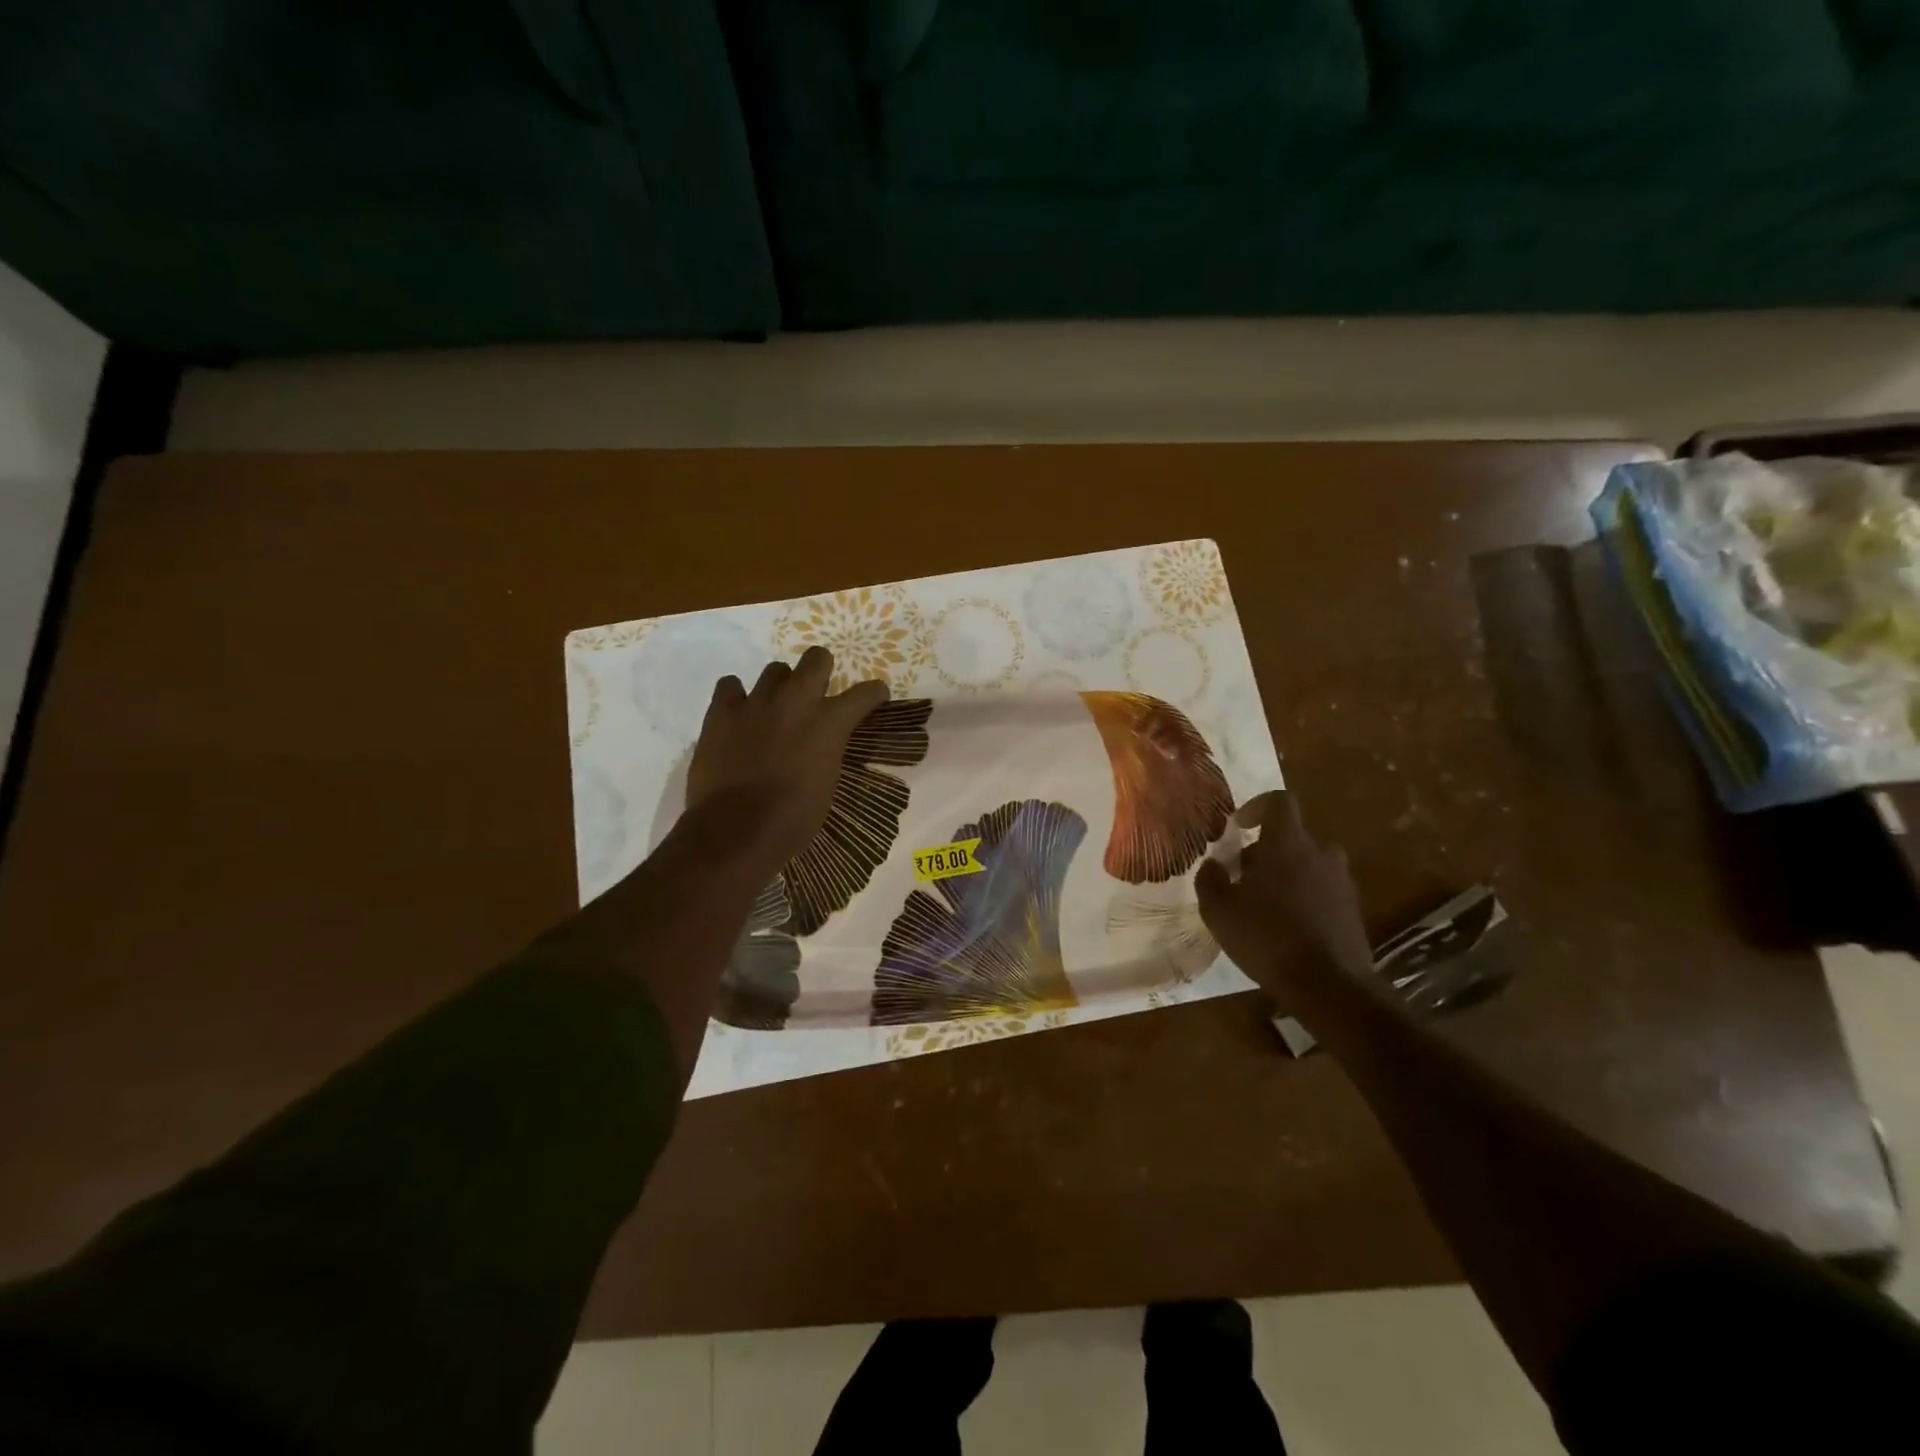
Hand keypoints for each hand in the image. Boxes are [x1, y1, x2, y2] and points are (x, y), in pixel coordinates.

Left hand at [686, 646, 888, 876]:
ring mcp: (756, 702)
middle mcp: (796, 701)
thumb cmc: (793, 819)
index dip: (873, 693)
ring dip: (780, 686)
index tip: (874, 697)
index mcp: (830, 722)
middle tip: (818, 692)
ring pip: (774, 670)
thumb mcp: (827, 783)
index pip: (865, 692)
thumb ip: (828, 751)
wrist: (736, 831)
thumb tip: (821, 745)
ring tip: (774, 708)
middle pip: (816, 658)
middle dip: (821, 670)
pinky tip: (738, 713)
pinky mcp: (721, 712)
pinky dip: (736, 696)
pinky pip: (730, 685)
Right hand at [1195, 791, 1373, 994]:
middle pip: (1290, 836)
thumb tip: (1213, 865)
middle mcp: (1320, 853)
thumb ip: (1210, 879)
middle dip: (1264, 850)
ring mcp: (1341, 880)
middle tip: (1241, 877)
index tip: (1239, 825)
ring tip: (1263, 904)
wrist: (1329, 985)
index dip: (1256, 806)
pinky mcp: (1352, 908)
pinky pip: (1322, 888)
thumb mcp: (1218, 910)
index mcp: (1287, 843)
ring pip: (1307, 863)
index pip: (1278, 801)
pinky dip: (1303, 896)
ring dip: (1285, 874)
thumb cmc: (1266, 937)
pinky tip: (1286, 926)